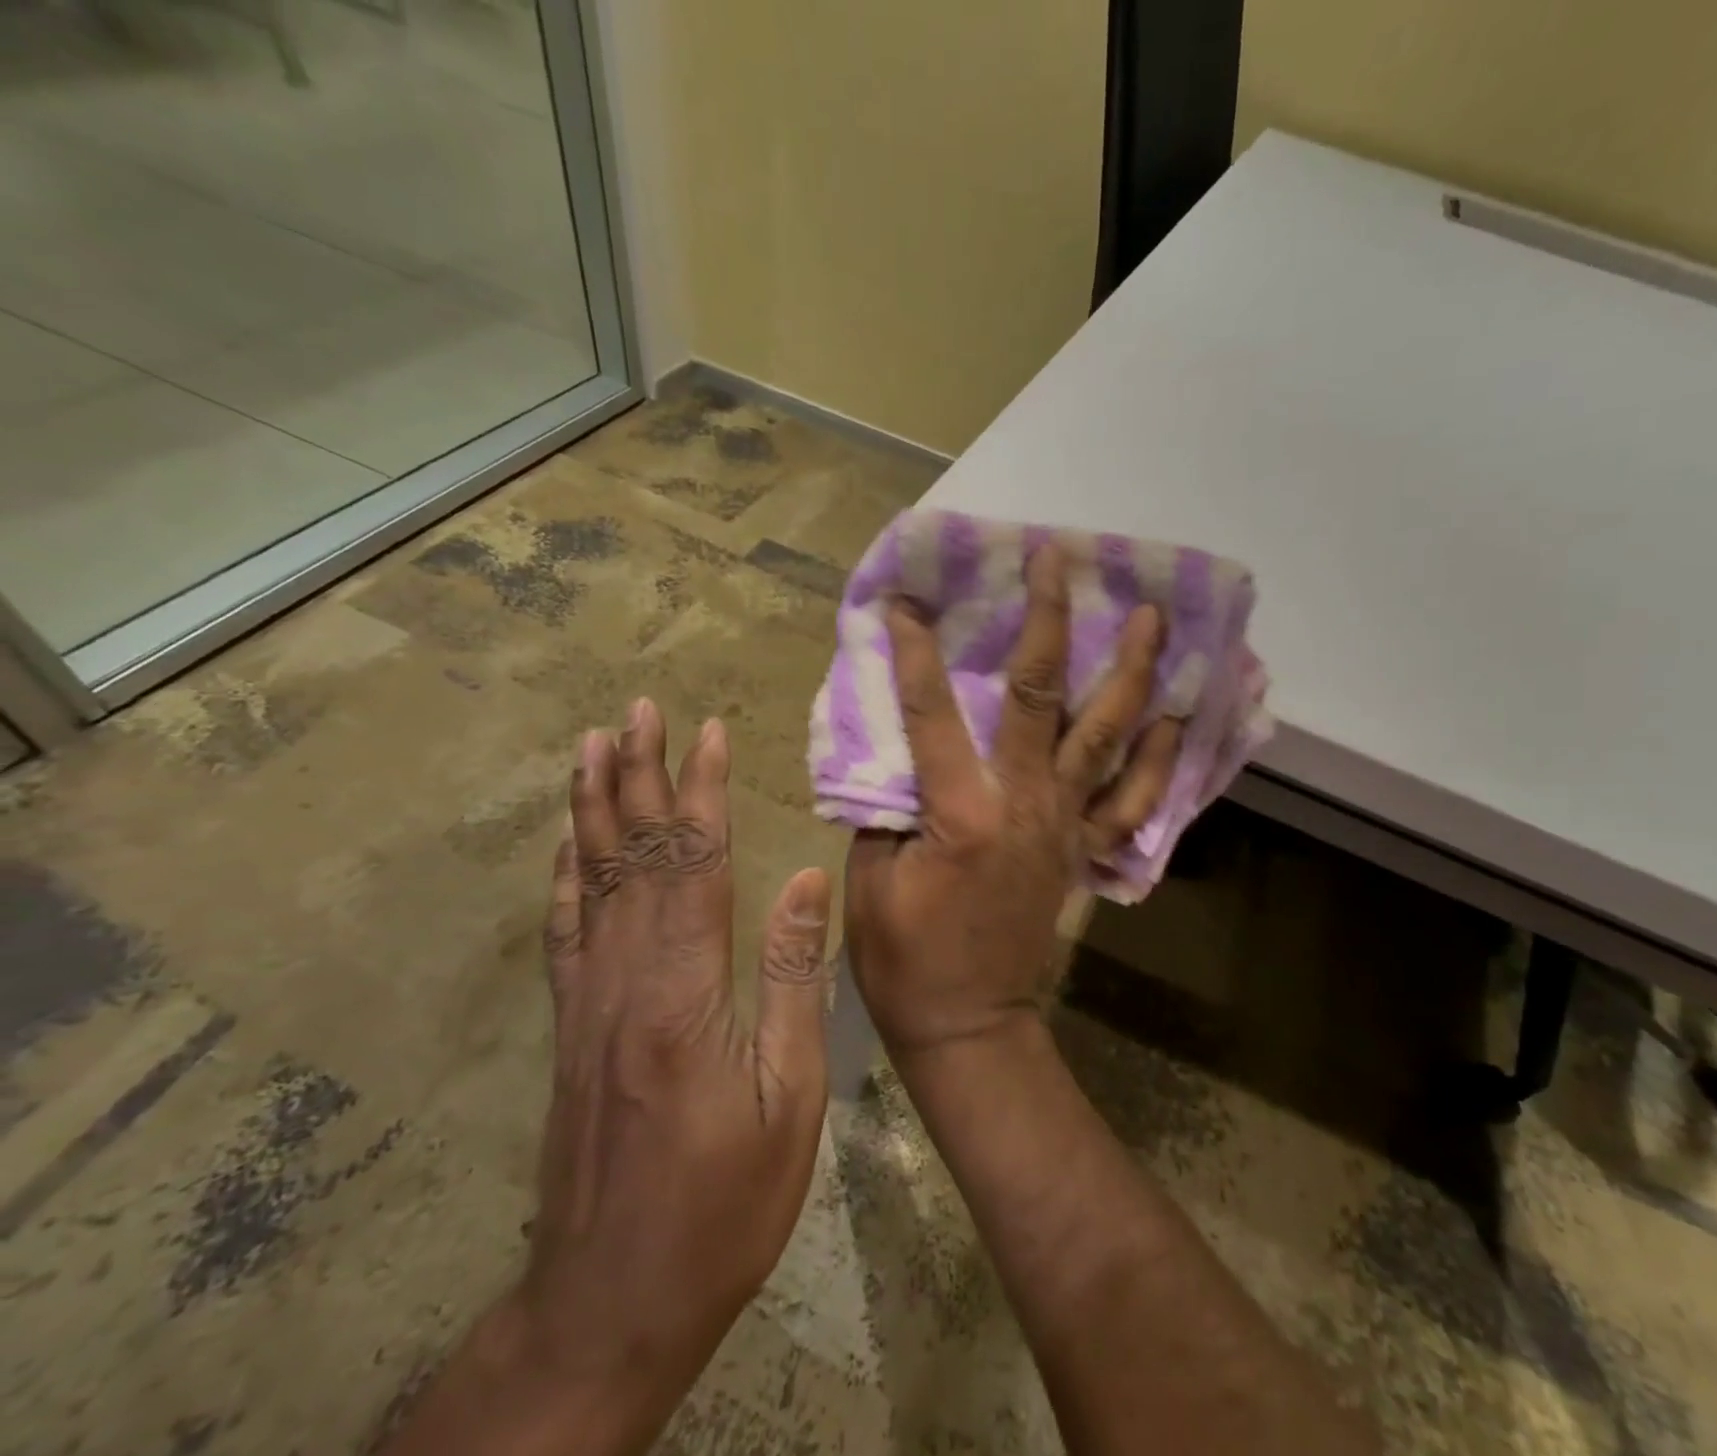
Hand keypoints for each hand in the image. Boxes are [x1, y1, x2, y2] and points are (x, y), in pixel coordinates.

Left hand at [511, 701, 832, 1407]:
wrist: (611, 1305)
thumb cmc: (724, 1207)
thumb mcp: (791, 1101)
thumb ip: (794, 982)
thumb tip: (808, 882)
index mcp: (686, 995)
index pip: (696, 864)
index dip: (703, 791)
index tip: (707, 730)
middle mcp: (626, 982)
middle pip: (634, 856)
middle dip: (639, 775)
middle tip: (636, 709)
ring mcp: (589, 1004)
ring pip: (590, 882)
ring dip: (593, 807)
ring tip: (592, 747)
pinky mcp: (571, 1029)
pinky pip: (564, 932)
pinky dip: (564, 876)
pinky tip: (565, 843)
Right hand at [845, 546, 1180, 1059]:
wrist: (969, 1024)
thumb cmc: (904, 957)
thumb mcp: (869, 879)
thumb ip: (884, 803)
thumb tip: (895, 746)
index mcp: (959, 812)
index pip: (932, 711)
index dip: (916, 651)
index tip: (909, 600)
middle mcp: (1024, 805)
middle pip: (1040, 695)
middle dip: (1047, 619)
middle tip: (1056, 560)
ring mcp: (1064, 825)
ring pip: (1107, 733)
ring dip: (1130, 670)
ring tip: (1151, 616)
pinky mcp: (1084, 849)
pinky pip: (1133, 797)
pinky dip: (1158, 754)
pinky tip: (1176, 714)